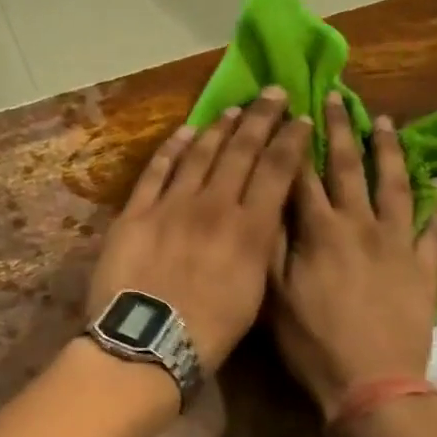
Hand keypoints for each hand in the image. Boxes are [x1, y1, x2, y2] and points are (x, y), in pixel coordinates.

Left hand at [87, 87, 311, 372]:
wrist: (148, 342)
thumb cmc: (208, 332)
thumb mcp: (254, 294)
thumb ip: (260, 248)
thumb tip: (265, 217)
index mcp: (250, 229)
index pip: (277, 171)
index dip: (291, 140)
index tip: (301, 119)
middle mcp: (214, 206)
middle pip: (241, 151)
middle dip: (261, 119)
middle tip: (272, 93)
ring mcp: (171, 206)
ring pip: (199, 154)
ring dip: (218, 128)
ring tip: (233, 109)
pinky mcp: (136, 213)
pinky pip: (156, 171)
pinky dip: (171, 149)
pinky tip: (184, 132)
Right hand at [270, 94, 436, 417]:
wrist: (372, 382)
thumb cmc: (313, 343)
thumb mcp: (275, 297)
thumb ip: (274, 246)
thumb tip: (272, 202)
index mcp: (320, 232)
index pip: (303, 177)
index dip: (296, 143)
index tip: (291, 113)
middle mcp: (360, 226)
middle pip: (348, 169)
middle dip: (339, 131)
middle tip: (337, 98)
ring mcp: (398, 244)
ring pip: (395, 186)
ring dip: (388, 152)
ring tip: (384, 122)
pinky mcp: (424, 267)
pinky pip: (433, 229)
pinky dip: (436, 205)